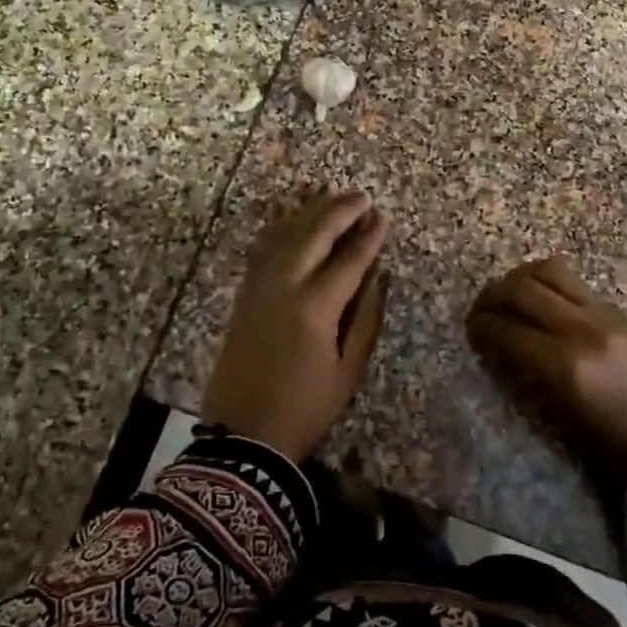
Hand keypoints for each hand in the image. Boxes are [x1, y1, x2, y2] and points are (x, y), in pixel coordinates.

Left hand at [204, 188, 389, 462]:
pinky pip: (261, 248)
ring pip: (283, 234)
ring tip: (327, 191)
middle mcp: (284, 286)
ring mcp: (258, 287)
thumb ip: (366, 317)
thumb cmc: (305, 408)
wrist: (243, 435)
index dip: (368, 236)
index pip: (348, 260)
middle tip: (360, 196)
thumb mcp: (348, 370)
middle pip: (313, 234)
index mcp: (315, 308)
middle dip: (339, 210)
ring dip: (307, 210)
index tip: (383, 216)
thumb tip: (379, 275)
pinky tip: (287, 213)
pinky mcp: (243, 294)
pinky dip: (276, 225)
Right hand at [467, 256, 626, 492]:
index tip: (471, 330)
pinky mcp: (621, 312)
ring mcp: (605, 315)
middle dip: (492, 295)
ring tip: (510, 295)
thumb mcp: (561, 421)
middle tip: (482, 309)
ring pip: (549, 271)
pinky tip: (545, 304)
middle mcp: (581, 329)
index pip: (506, 330)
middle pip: (522, 289)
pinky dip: (550, 286)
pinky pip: (575, 284)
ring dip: (521, 278)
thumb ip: (527, 376)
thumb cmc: (616, 451)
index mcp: (565, 366)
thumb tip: (500, 346)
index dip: (481, 327)